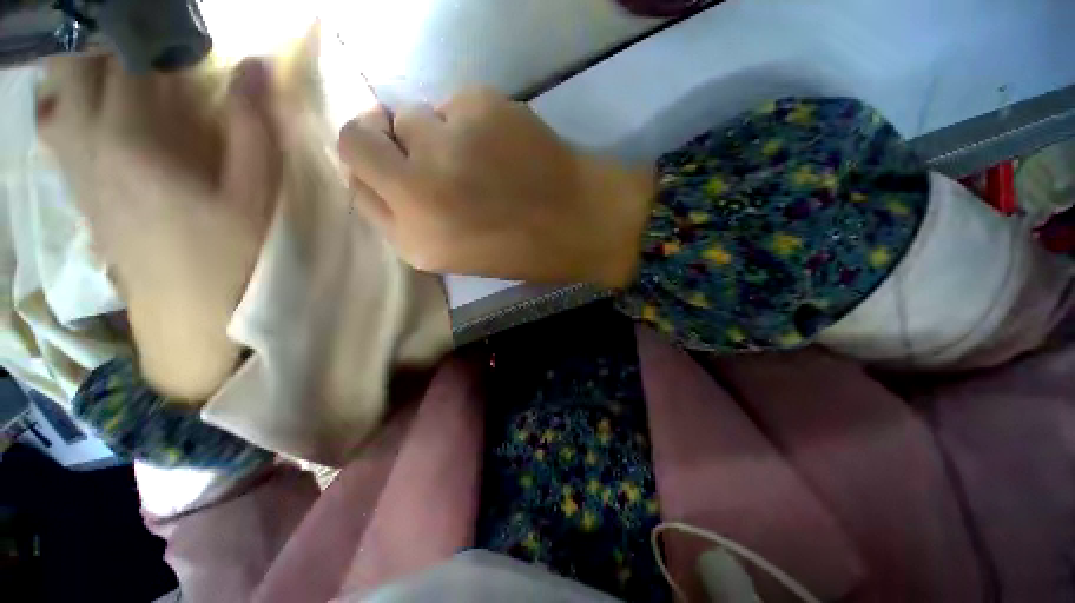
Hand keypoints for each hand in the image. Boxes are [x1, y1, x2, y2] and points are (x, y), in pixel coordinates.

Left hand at [38, 57, 280, 400]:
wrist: (185, 315)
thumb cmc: (228, 257)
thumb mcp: (255, 196)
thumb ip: (253, 129)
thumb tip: (256, 66)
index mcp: (130, 140)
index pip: (124, 56)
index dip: (149, 28)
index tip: (175, 23)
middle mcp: (88, 143)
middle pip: (75, 66)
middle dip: (105, 39)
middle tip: (146, 43)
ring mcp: (76, 168)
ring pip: (58, 94)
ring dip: (83, 68)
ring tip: (120, 67)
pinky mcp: (78, 189)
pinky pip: (58, 127)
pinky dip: (71, 103)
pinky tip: (96, 110)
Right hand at [337, 88, 654, 287]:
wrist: (581, 223)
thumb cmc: (521, 248)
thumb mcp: (454, 253)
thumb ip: (409, 217)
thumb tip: (383, 168)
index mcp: (413, 240)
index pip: (355, 184)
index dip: (373, 170)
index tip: (393, 166)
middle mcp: (416, 192)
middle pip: (357, 138)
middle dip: (381, 138)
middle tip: (423, 148)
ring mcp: (445, 146)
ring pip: (412, 116)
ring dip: (438, 132)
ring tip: (482, 157)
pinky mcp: (478, 107)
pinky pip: (456, 103)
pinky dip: (473, 120)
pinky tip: (507, 145)